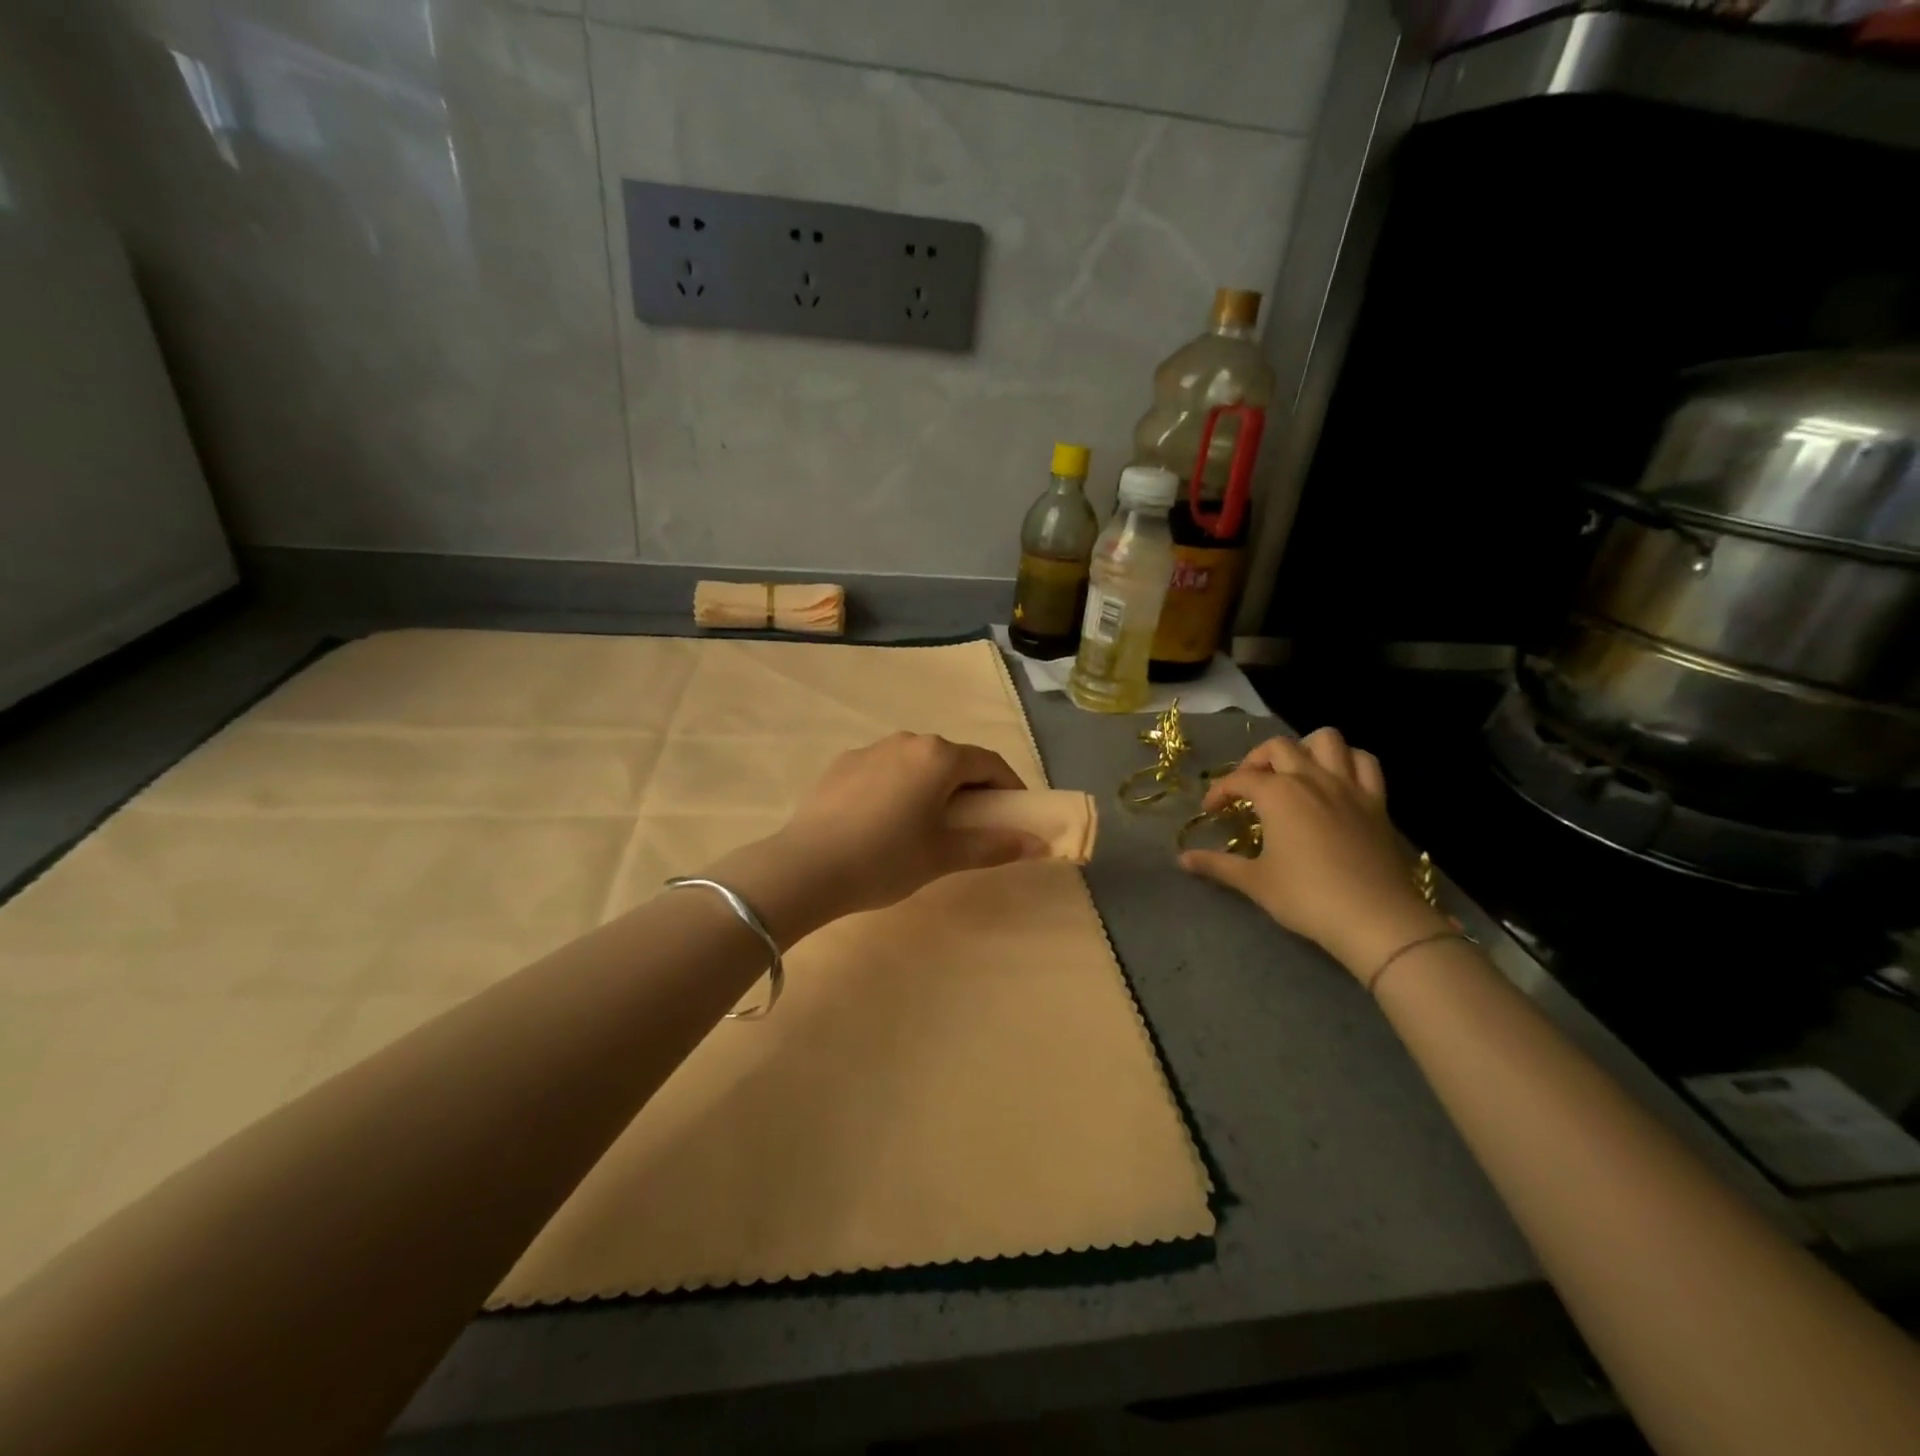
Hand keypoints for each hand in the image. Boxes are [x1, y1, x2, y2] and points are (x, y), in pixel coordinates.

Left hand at [718, 734, 1048, 939]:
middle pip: (952, 759)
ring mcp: (871, 748)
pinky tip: (886, 820)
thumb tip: (1038, 843)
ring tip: (928, 822)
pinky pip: (885, 768)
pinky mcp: (842, 763)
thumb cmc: (886, 859)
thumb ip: (994, 845)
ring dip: (933, 784)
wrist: (806, 866)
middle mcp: (907, 740)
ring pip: (916, 761)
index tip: (1015, 813)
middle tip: (973, 823)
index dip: (1009, 787)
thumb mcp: (944, 856)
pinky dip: (899, 786)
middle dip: (970, 786)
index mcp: (938, 757)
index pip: (989, 763)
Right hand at [1180, 728, 1447, 978]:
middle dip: (1256, 761)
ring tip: (1293, 772)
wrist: (1375, 917)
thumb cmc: (1307, 897)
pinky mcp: (1376, 802)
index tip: (1211, 810)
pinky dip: (1347, 761)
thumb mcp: (1255, 882)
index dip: (1219, 791)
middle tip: (1248, 787)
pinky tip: (1336, 780)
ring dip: (1305, 749)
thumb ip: (1217, 865)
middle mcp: (1311, 778)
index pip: (1239, 779)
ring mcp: (1348, 786)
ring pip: (1326, 740)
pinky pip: (1365, 763)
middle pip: (1279, 747)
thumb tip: (1182, 859)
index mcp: (1278, 794)